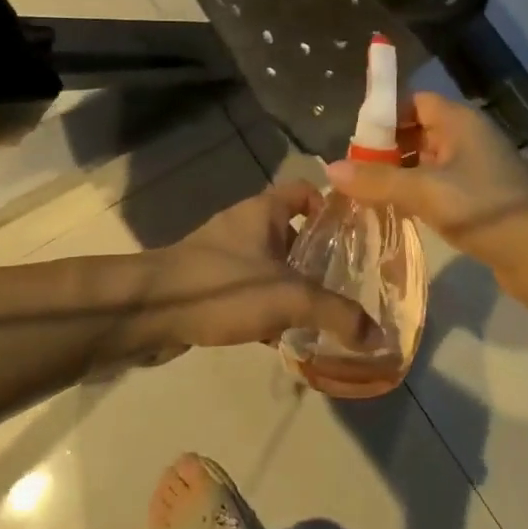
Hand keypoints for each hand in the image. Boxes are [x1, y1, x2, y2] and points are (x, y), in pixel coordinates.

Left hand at [139, 180, 381, 352]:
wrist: (147, 311)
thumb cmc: (222, 286)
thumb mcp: (290, 298)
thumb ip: (337, 314)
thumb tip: (379, 337)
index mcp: (262, 212)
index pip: (304, 191)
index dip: (330, 207)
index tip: (354, 235)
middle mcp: (242, 226)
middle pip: (290, 232)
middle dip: (317, 256)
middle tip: (348, 282)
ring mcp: (221, 256)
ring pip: (269, 265)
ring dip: (292, 286)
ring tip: (323, 313)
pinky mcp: (206, 285)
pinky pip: (247, 292)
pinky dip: (266, 309)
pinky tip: (284, 337)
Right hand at [326, 93, 527, 314]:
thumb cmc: (485, 208)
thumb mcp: (425, 191)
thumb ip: (378, 180)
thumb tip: (328, 169)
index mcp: (461, 122)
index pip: (415, 102)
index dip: (385, 114)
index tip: (355, 140)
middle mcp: (469, 139)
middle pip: (419, 131)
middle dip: (386, 149)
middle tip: (354, 172)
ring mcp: (477, 171)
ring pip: (428, 163)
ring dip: (400, 175)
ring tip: (366, 194)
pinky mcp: (479, 201)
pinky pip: (439, 188)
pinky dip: (417, 195)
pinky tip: (396, 213)